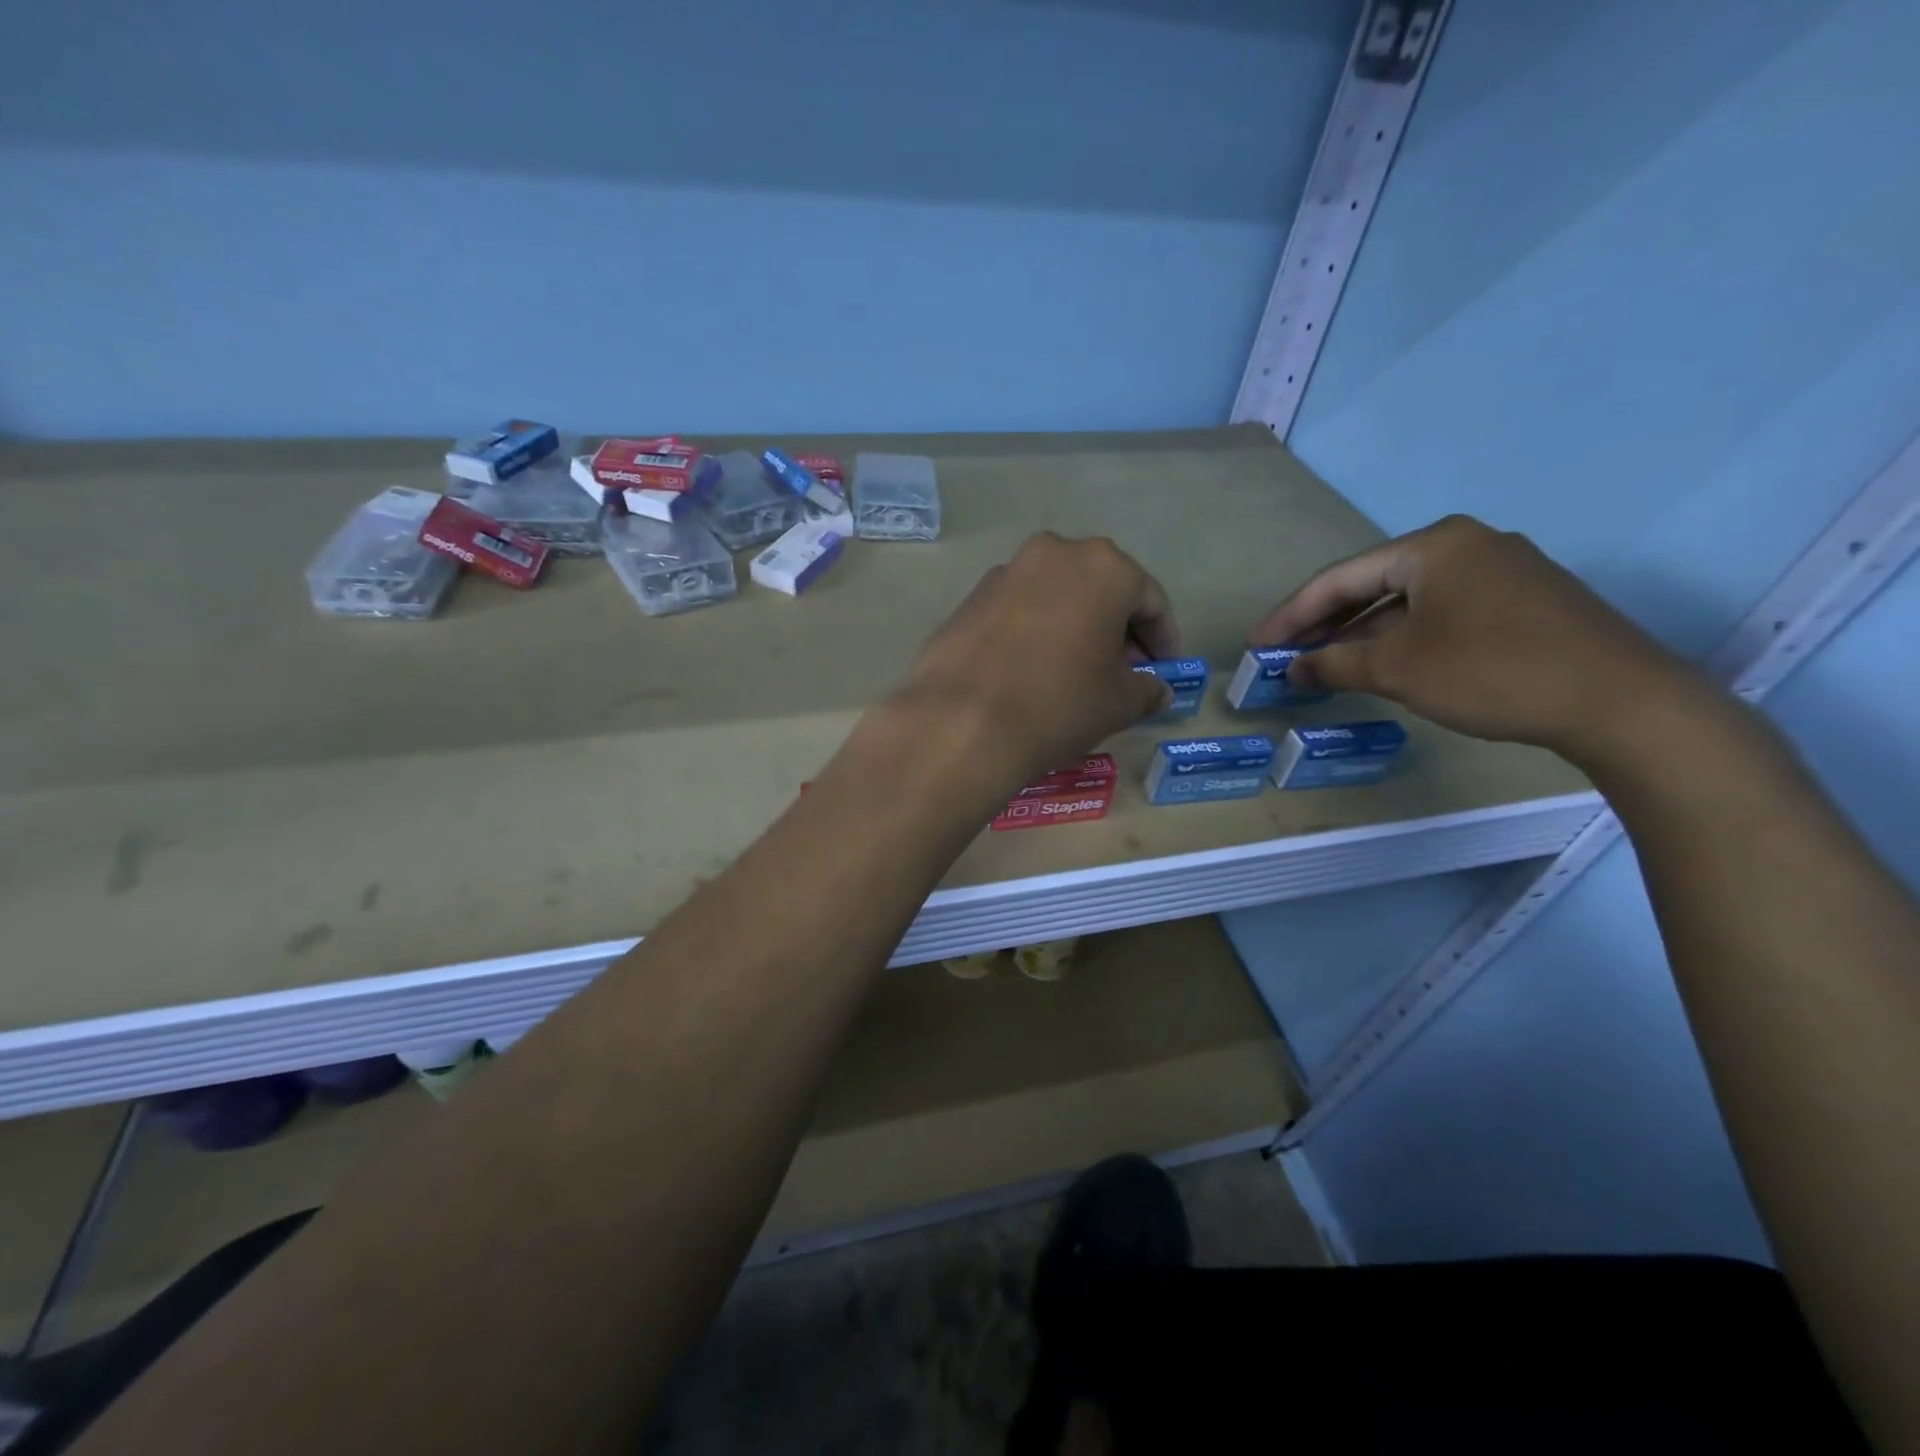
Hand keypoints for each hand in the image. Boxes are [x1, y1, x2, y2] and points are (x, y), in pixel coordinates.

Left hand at [892, 532, 1178, 782]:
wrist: (963, 722)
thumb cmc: (1060, 703)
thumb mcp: (1120, 702)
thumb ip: (1148, 688)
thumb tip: (1157, 689)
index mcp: (1103, 566)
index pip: (1150, 600)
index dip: (1163, 639)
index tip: (1164, 670)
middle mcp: (1054, 553)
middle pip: (1101, 590)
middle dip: (1118, 629)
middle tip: (1124, 671)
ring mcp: (1006, 572)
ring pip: (1057, 597)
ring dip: (1075, 627)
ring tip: (1078, 672)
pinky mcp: (970, 598)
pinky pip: (1020, 611)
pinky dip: (1036, 633)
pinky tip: (1033, 671)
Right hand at [1251, 515, 1707, 762]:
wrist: (1620, 701)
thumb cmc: (1491, 671)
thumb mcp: (1398, 669)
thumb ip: (1334, 664)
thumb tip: (1292, 669)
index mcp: (1433, 545)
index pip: (1340, 578)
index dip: (1291, 615)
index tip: (1259, 645)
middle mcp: (1467, 544)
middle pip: (1374, 584)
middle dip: (1326, 623)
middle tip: (1287, 656)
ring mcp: (1502, 570)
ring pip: (1409, 600)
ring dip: (1363, 634)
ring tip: (1327, 665)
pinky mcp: (1525, 600)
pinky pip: (1442, 612)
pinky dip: (1404, 637)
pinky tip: (1387, 663)